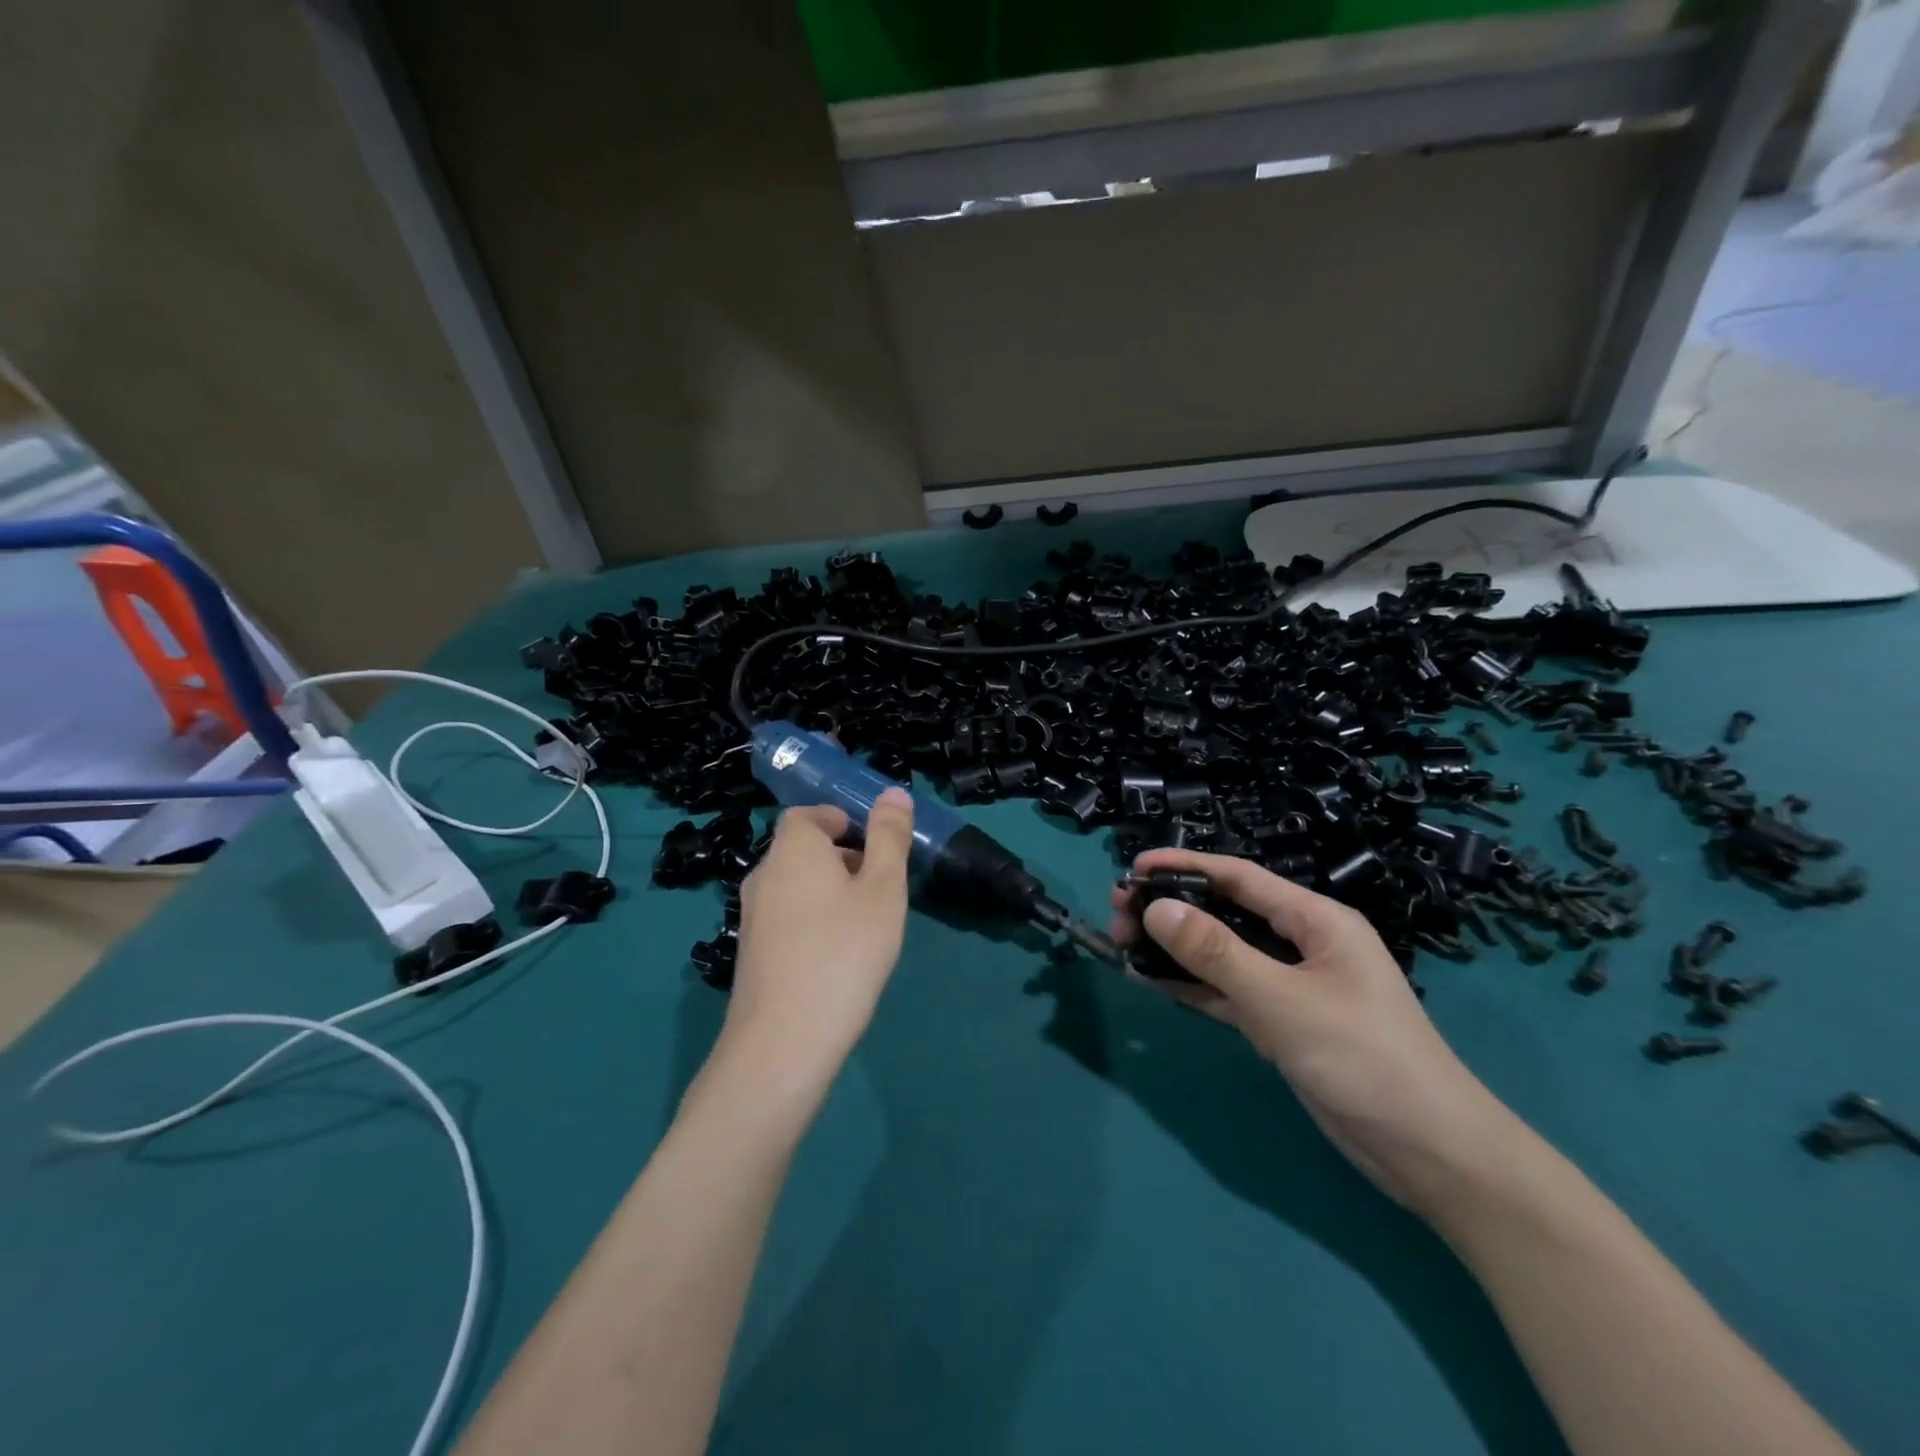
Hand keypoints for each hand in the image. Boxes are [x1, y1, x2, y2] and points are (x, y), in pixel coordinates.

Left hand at [725, 789, 915, 1084]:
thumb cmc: (844, 951)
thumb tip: (893, 793)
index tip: (874, 845)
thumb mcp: (883, 889)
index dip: (841, 820)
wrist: (784, 1039)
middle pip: (802, 849)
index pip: (808, 814)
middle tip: (881, 887)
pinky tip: (837, 956)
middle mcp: (764, 873)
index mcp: (793, 848)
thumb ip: (889, 838)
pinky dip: (811, 920)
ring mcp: (751, 915)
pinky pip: (786, 917)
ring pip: (795, 885)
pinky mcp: (750, 951)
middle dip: (841, 857)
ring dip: (828, 891)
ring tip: (865, 923)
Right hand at [1110, 848, 1513, 1211]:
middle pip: (1226, 913)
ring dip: (1176, 948)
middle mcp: (1302, 944)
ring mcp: (1291, 987)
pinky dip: (1192, 986)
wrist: (1429, 1154)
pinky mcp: (1282, 1024)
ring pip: (1222, 954)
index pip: (1240, 878)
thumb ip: (1217, 953)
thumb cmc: (1363, 1058)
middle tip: (1118, 912)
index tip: (1134, 868)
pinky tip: (1151, 980)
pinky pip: (1227, 993)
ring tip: (1122, 942)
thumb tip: (1157, 909)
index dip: (1185, 866)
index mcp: (1316, 920)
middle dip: (1173, 909)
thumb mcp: (1282, 1000)